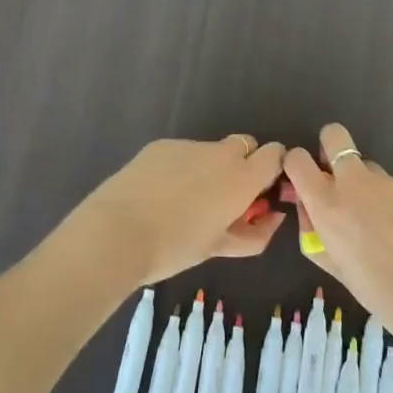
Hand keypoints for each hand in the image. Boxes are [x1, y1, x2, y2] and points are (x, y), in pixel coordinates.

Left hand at [66, 135, 287, 287]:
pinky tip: (158, 192)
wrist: (116, 232)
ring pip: (211, 150)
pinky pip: (182, 152)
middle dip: (242, 164)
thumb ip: (254, 233)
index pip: (275, 153)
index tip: (260, 189)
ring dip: (208, 168)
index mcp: (242, 178)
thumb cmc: (174, 247)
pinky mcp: (161, 144)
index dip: (271, 168)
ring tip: (182, 200)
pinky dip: (180, 167)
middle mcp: (221, 153)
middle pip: (245, 145)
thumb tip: (273, 218)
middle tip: (224, 196)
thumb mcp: (219, 248)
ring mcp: (189, 145)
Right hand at [282, 123, 392, 339]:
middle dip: (329, 147)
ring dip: (364, 185)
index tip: (304, 181)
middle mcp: (354, 182)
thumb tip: (310, 209)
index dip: (296, 165)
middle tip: (336, 179)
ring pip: (367, 167)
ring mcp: (387, 181)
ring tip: (379, 223)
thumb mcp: (334, 266)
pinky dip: (391, 202)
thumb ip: (315, 232)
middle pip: (333, 135)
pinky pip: (392, 187)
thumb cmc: (378, 292)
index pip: (297, 159)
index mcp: (327, 203)